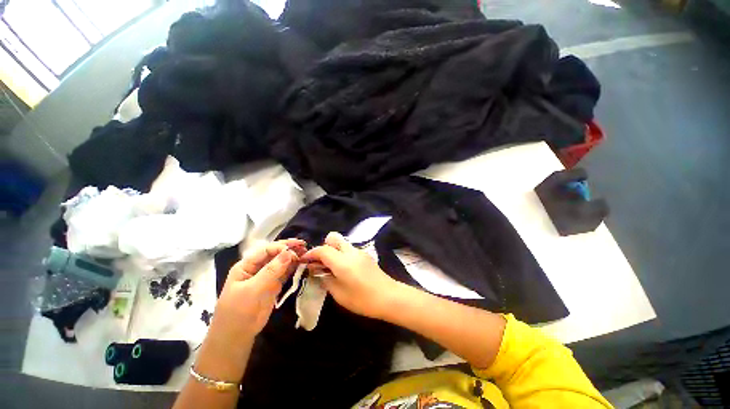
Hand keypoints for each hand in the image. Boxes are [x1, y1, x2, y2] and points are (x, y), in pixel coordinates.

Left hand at [211, 239, 306, 342]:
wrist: (237, 336)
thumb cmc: (239, 311)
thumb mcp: (253, 289)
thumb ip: (271, 271)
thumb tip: (289, 252)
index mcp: (246, 266)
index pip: (265, 250)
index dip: (280, 247)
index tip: (295, 248)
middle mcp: (256, 268)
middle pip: (274, 254)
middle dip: (288, 249)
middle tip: (304, 245)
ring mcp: (266, 277)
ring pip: (281, 262)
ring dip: (293, 257)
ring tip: (306, 253)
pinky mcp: (273, 285)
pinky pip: (285, 273)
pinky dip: (293, 268)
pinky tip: (302, 264)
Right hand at [301, 232, 400, 319]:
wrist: (389, 297)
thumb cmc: (362, 299)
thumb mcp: (339, 294)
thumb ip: (325, 279)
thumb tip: (317, 270)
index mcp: (342, 261)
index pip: (322, 249)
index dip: (311, 253)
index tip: (305, 260)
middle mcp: (351, 251)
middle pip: (333, 237)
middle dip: (324, 246)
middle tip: (321, 262)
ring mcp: (360, 251)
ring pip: (342, 242)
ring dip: (333, 250)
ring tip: (332, 267)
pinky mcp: (366, 255)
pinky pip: (349, 249)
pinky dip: (342, 254)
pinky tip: (344, 269)